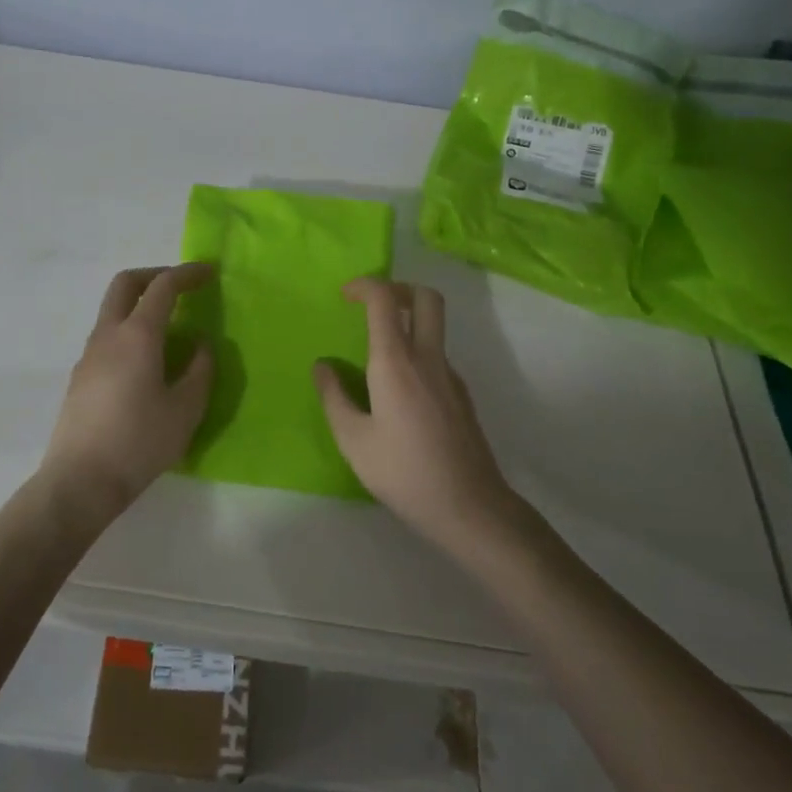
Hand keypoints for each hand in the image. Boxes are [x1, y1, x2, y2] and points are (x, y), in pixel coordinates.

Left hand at [40, 264, 215, 521]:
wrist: (79, 482)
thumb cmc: (139, 443)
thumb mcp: (185, 409)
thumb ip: (199, 370)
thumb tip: (200, 345)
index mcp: (137, 336)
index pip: (162, 287)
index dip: (187, 274)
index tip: (209, 272)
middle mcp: (108, 336)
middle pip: (125, 284)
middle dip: (154, 276)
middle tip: (181, 287)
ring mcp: (88, 356)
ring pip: (112, 311)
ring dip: (140, 305)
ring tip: (170, 329)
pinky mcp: (80, 377)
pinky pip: (107, 337)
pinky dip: (130, 330)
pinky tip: (147, 362)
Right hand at [315, 278, 517, 551]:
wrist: (468, 506)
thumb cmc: (403, 472)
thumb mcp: (353, 439)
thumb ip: (334, 397)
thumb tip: (322, 366)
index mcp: (396, 362)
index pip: (384, 299)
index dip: (364, 285)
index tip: (344, 295)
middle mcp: (428, 358)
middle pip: (425, 297)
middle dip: (397, 288)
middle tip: (371, 305)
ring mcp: (450, 375)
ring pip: (434, 326)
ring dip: (407, 321)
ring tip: (376, 355)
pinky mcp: (462, 394)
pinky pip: (436, 356)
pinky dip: (416, 352)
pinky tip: (397, 392)